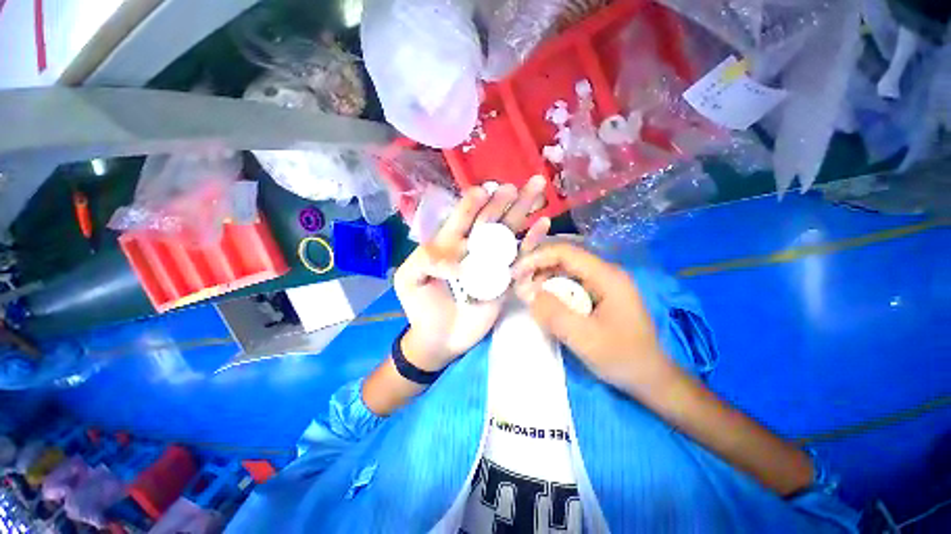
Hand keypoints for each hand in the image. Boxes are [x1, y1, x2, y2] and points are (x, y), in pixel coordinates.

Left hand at [394, 178, 550, 371]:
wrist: (440, 337)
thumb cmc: (422, 307)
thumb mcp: (409, 279)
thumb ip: (424, 260)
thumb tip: (457, 260)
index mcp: (450, 243)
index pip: (463, 218)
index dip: (472, 204)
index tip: (484, 191)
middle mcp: (474, 247)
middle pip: (491, 219)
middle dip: (505, 200)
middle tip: (520, 184)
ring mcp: (493, 262)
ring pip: (510, 233)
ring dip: (524, 213)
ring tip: (539, 191)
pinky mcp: (507, 279)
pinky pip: (522, 258)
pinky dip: (533, 243)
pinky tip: (543, 226)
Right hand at [512, 243, 674, 397]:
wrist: (651, 378)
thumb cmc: (622, 358)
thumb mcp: (584, 339)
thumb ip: (553, 314)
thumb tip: (527, 292)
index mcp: (607, 276)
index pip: (565, 252)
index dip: (537, 258)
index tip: (516, 273)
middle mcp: (605, 273)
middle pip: (564, 259)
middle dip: (538, 268)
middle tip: (518, 285)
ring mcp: (603, 283)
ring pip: (566, 271)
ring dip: (544, 279)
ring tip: (528, 294)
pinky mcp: (600, 294)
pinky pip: (571, 284)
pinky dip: (553, 290)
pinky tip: (545, 302)